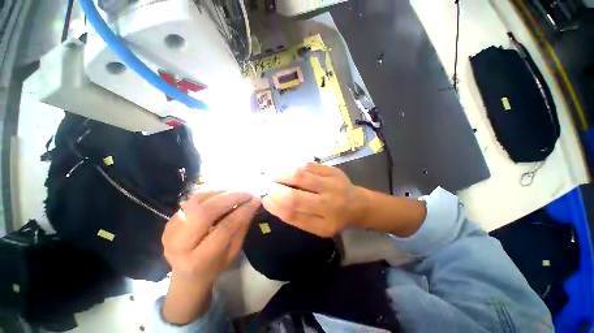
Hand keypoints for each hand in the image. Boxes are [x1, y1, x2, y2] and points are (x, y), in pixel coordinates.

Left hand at [161, 191, 260, 323]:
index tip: (256, 201)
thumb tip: (254, 203)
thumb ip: (242, 227)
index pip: (224, 228)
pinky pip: (192, 200)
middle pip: (205, 211)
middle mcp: (179, 244)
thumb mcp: (233, 252)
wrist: (187, 275)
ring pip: (197, 201)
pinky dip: (211, 194)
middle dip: (231, 198)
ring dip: (221, 193)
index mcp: (199, 260)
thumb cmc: (215, 266)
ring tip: (237, 191)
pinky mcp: (169, 221)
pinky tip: (223, 195)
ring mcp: (170, 231)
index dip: (242, 211)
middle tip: (248, 193)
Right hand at [263, 163, 364, 236]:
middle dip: (276, 189)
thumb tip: (271, 201)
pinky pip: (309, 166)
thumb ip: (296, 217)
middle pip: (295, 196)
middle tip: (267, 184)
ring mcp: (333, 185)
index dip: (275, 206)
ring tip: (273, 174)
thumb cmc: (335, 218)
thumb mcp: (317, 227)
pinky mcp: (334, 171)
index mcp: (325, 224)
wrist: (359, 204)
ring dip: (282, 174)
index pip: (293, 215)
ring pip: (301, 176)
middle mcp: (330, 205)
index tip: (265, 199)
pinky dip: (296, 167)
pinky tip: (290, 170)